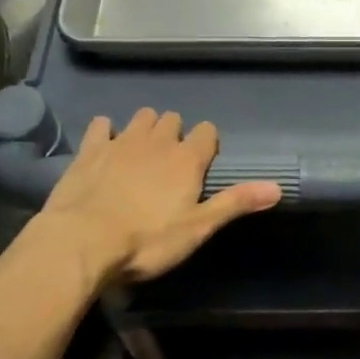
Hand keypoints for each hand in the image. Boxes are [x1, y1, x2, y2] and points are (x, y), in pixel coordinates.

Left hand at [36, 109, 280, 288]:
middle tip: (171, 163)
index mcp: (187, 159)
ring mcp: (121, 141)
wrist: (82, 241)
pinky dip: (106, 131)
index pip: (208, 133)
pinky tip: (105, 146)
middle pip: (174, 120)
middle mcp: (157, 141)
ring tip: (142, 152)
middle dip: (176, 134)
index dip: (207, 145)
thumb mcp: (197, 228)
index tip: (202, 165)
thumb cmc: (147, 240)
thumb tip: (277, 187)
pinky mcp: (90, 149)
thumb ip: (235, 203)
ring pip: (142, 117)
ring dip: (146, 128)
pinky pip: (101, 125)